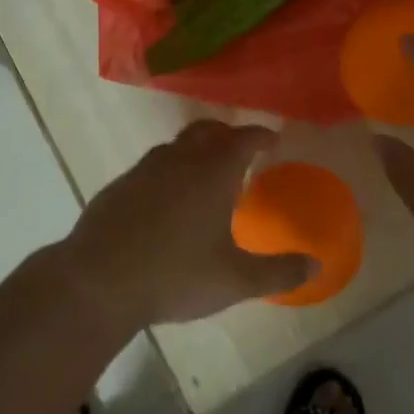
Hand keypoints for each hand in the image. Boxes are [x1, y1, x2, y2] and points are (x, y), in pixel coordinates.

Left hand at [59, 119, 310, 328]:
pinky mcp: (117, 187)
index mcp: (212, 172)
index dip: (262, 136)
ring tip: (205, 175)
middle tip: (241, 151)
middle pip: (207, 131)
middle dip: (228, 135)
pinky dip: (168, 172)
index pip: (244, 139)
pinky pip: (151, 167)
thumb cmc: (175, 275)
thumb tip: (316, 267)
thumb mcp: (235, 280)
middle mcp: (179, 160)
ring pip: (176, 146)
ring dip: (195, 151)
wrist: (98, 282)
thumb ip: (278, 272)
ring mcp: (143, 170)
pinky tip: (166, 201)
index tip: (274, 140)